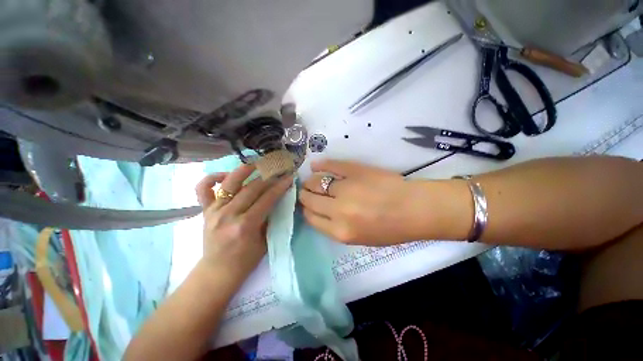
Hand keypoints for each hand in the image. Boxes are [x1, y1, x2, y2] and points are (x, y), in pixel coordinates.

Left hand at [195, 164, 292, 278]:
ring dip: (244, 170)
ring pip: (230, 183)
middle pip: (252, 188)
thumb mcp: (265, 240)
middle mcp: (228, 215)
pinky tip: (227, 176)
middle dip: (269, 177)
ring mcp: (214, 211)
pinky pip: (204, 188)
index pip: (267, 199)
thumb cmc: (246, 260)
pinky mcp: (205, 210)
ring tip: (256, 164)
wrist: (218, 271)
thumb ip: (271, 218)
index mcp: (245, 225)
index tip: (289, 177)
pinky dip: (214, 178)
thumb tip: (279, 198)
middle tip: (279, 170)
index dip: (280, 186)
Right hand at [299, 160, 436, 245]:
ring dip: (311, 181)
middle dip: (305, 194)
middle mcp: (338, 210)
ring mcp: (346, 188)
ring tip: (312, 180)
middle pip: (309, 198)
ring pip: (316, 182)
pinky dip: (321, 165)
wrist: (414, 209)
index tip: (307, 204)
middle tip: (307, 191)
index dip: (306, 209)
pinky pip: (331, 166)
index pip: (310, 217)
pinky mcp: (355, 171)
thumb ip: (334, 227)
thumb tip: (317, 211)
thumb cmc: (389, 229)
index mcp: (340, 231)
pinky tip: (315, 166)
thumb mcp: (359, 238)